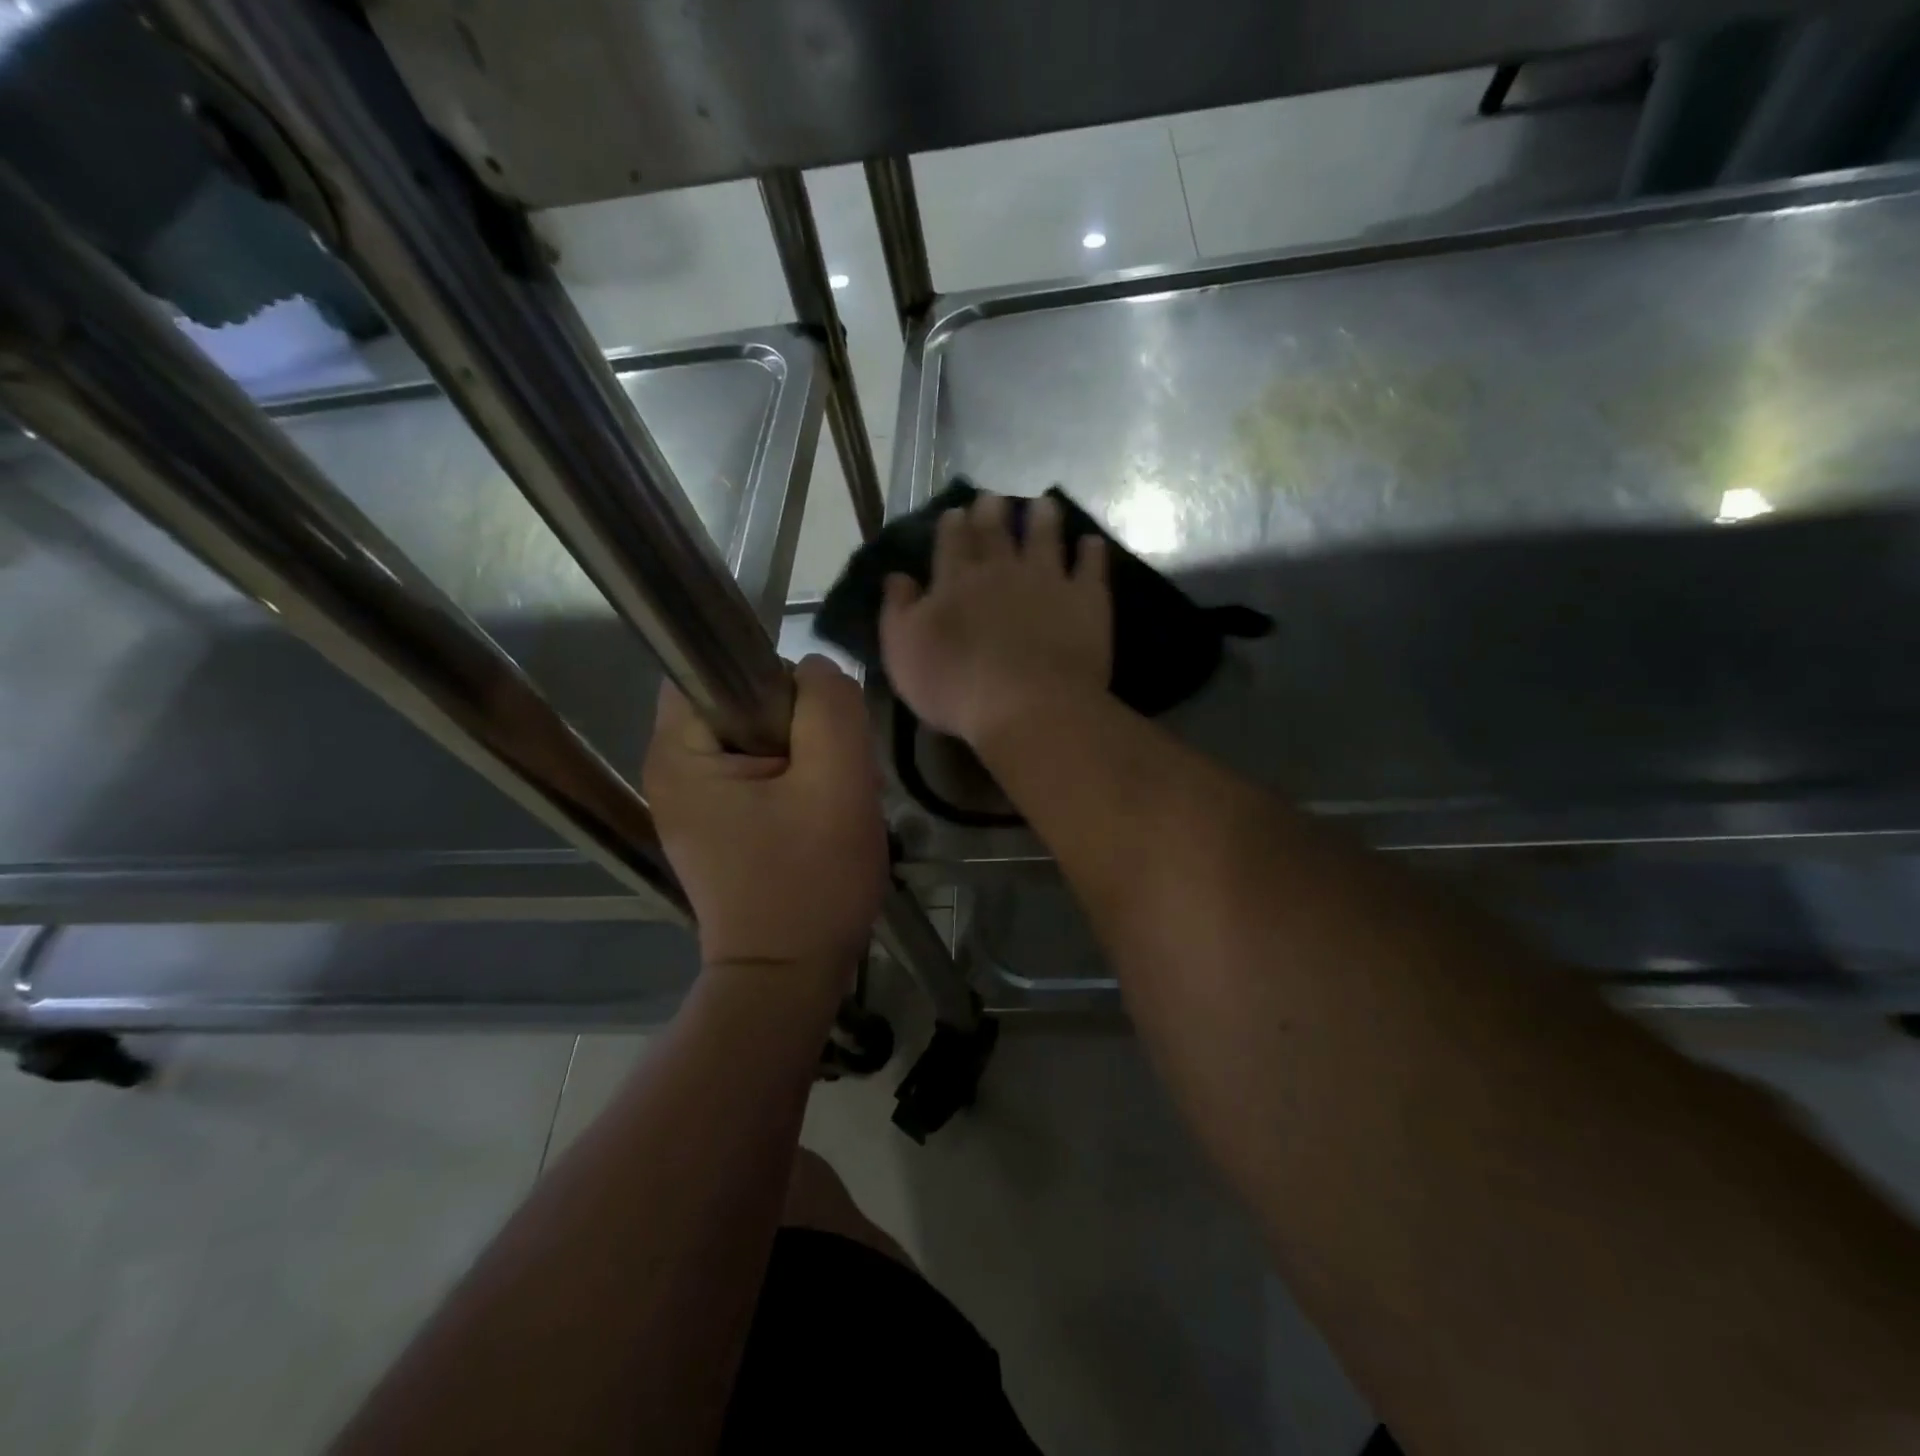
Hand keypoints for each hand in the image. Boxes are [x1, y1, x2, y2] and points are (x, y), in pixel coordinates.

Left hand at [643, 657, 887, 992]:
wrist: (787, 977)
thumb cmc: (810, 882)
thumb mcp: (837, 783)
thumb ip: (830, 707)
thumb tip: (816, 671)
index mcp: (679, 751)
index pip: (718, 668)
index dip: (778, 682)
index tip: (818, 730)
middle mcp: (670, 770)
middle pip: (741, 703)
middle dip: (799, 724)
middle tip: (835, 771)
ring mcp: (690, 801)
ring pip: (757, 738)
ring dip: (804, 755)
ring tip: (831, 796)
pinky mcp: (714, 825)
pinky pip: (757, 773)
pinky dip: (793, 782)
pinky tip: (817, 816)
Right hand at [880, 492, 1111, 748]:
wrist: (1027, 706)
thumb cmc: (955, 685)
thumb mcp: (903, 652)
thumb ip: (898, 610)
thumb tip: (897, 576)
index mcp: (956, 581)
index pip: (952, 543)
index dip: (953, 524)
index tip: (957, 511)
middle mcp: (1002, 570)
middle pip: (997, 532)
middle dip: (993, 512)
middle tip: (995, 498)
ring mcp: (1047, 580)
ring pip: (1045, 537)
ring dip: (1043, 518)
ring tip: (1044, 504)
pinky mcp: (1086, 600)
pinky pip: (1091, 567)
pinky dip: (1091, 552)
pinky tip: (1091, 543)